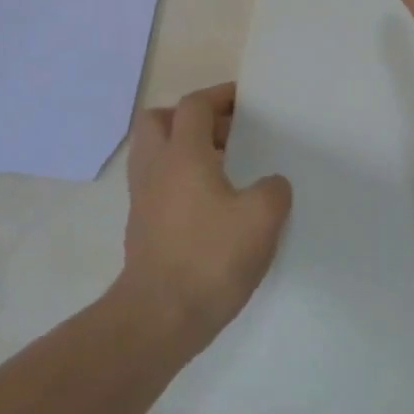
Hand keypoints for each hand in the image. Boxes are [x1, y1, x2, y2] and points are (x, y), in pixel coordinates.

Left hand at [117, 82, 292, 357]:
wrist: (159, 317)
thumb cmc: (210, 258)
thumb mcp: (262, 218)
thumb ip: (273, 190)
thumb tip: (270, 184)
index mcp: (182, 154)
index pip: (194, 105)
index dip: (219, 96)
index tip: (245, 101)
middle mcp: (155, 168)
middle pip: (158, 120)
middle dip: (189, 118)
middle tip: (224, 133)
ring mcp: (142, 198)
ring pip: (153, 153)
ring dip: (181, 149)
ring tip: (220, 167)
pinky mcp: (141, 227)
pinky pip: (156, 184)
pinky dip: (177, 180)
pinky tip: (209, 204)